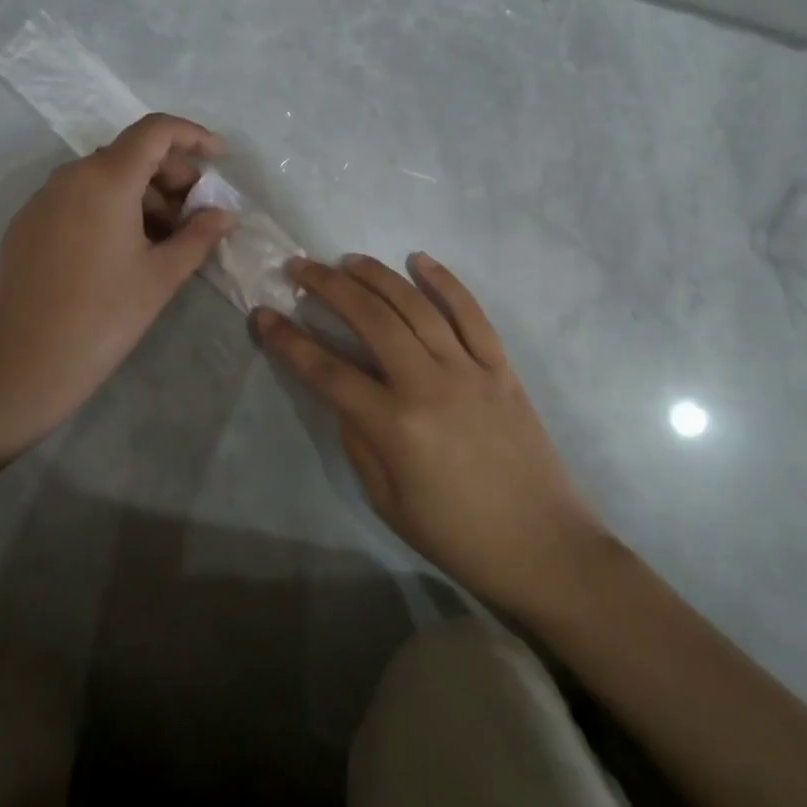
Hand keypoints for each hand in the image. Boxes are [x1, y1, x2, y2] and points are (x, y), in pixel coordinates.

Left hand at [0, 113, 236, 453]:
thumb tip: (225, 215)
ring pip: (103, 177)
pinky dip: (108, 207)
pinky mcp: (26, 224)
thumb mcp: (162, 275)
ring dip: (141, 194)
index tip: (220, 157)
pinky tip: (121, 249)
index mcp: (106, 179)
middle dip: (170, 174)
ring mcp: (42, 199)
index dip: (193, 135)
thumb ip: (199, 235)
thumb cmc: (105, 316)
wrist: (27, 364)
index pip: (155, 131)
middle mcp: (70, 176)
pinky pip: (77, 198)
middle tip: (195, 213)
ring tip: (162, 238)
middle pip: (130, 153)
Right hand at [253, 252, 605, 620]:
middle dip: (328, 287)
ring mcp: (469, 370)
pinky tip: (419, 259)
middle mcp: (429, 384)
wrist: (543, 547)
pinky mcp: (500, 367)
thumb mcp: (387, 501)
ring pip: (416, 306)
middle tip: (300, 268)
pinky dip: (445, 281)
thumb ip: (358, 440)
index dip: (289, 341)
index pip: (327, 371)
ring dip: (377, 276)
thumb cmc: (457, 536)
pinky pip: (471, 313)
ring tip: (347, 261)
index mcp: (395, 426)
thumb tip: (343, 394)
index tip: (263, 314)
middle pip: (371, 319)